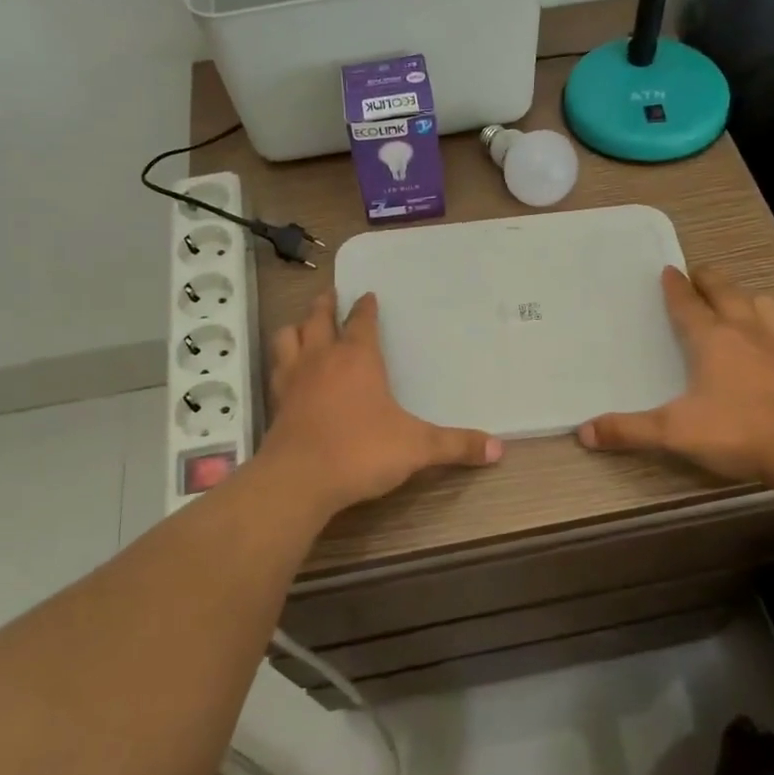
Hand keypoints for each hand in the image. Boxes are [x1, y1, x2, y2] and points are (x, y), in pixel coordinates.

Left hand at [263, 292, 501, 515]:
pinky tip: (286, 371)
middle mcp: (322, 359)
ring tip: (302, 327)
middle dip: (324, 305)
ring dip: (296, 328)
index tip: (368, 296)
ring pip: (287, 338)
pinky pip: (275, 369)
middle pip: (317, 319)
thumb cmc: (361, 451)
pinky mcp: (275, 403)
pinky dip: (281, 361)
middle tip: (329, 295)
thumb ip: (456, 446)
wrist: (299, 480)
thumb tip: (498, 449)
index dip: (366, 307)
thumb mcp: (417, 448)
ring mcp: (292, 379)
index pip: (361, 321)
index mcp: (357, 358)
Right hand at [578, 266, 773, 481]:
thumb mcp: (672, 432)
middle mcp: (744, 331)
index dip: (675, 286)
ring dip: (746, 297)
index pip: (687, 303)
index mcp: (710, 338)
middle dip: (709, 279)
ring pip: (762, 304)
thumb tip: (583, 431)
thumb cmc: (734, 430)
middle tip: (697, 274)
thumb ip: (628, 430)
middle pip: (726, 291)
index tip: (667, 270)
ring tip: (737, 301)